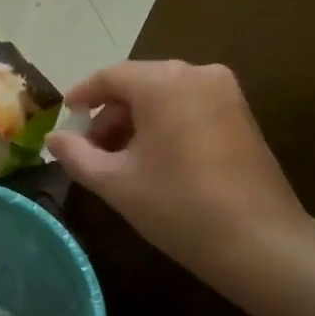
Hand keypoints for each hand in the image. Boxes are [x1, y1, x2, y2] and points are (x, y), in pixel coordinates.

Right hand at [45, 61, 310, 285]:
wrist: (260, 241)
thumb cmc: (178, 206)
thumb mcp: (115, 182)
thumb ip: (77, 155)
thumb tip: (54, 139)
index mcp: (162, 82)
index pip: (109, 77)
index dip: (82, 96)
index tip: (65, 119)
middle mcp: (196, 74)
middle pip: (138, 84)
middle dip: (110, 114)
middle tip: (91, 150)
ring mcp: (225, 92)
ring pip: (165, 96)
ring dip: (138, 121)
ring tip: (121, 160)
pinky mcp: (242, 113)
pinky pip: (190, 106)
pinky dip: (166, 124)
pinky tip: (156, 160)